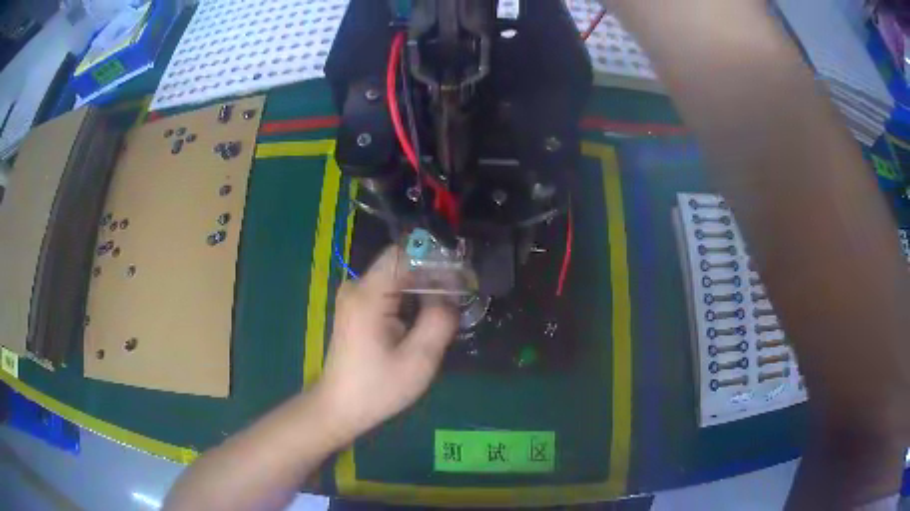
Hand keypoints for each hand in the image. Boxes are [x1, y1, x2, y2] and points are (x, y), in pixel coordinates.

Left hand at [313, 245, 457, 445]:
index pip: (405, 253)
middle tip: (459, 298)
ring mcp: (354, 296)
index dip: (436, 260)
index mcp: (368, 295)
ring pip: (396, 277)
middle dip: (433, 275)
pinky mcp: (356, 308)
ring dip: (423, 288)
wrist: (340, 407)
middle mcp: (357, 287)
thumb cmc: (377, 388)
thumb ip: (439, 322)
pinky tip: (423, 319)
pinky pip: (388, 290)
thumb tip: (451, 297)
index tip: (460, 279)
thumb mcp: (418, 360)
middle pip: (401, 263)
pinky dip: (409, 298)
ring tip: (446, 310)